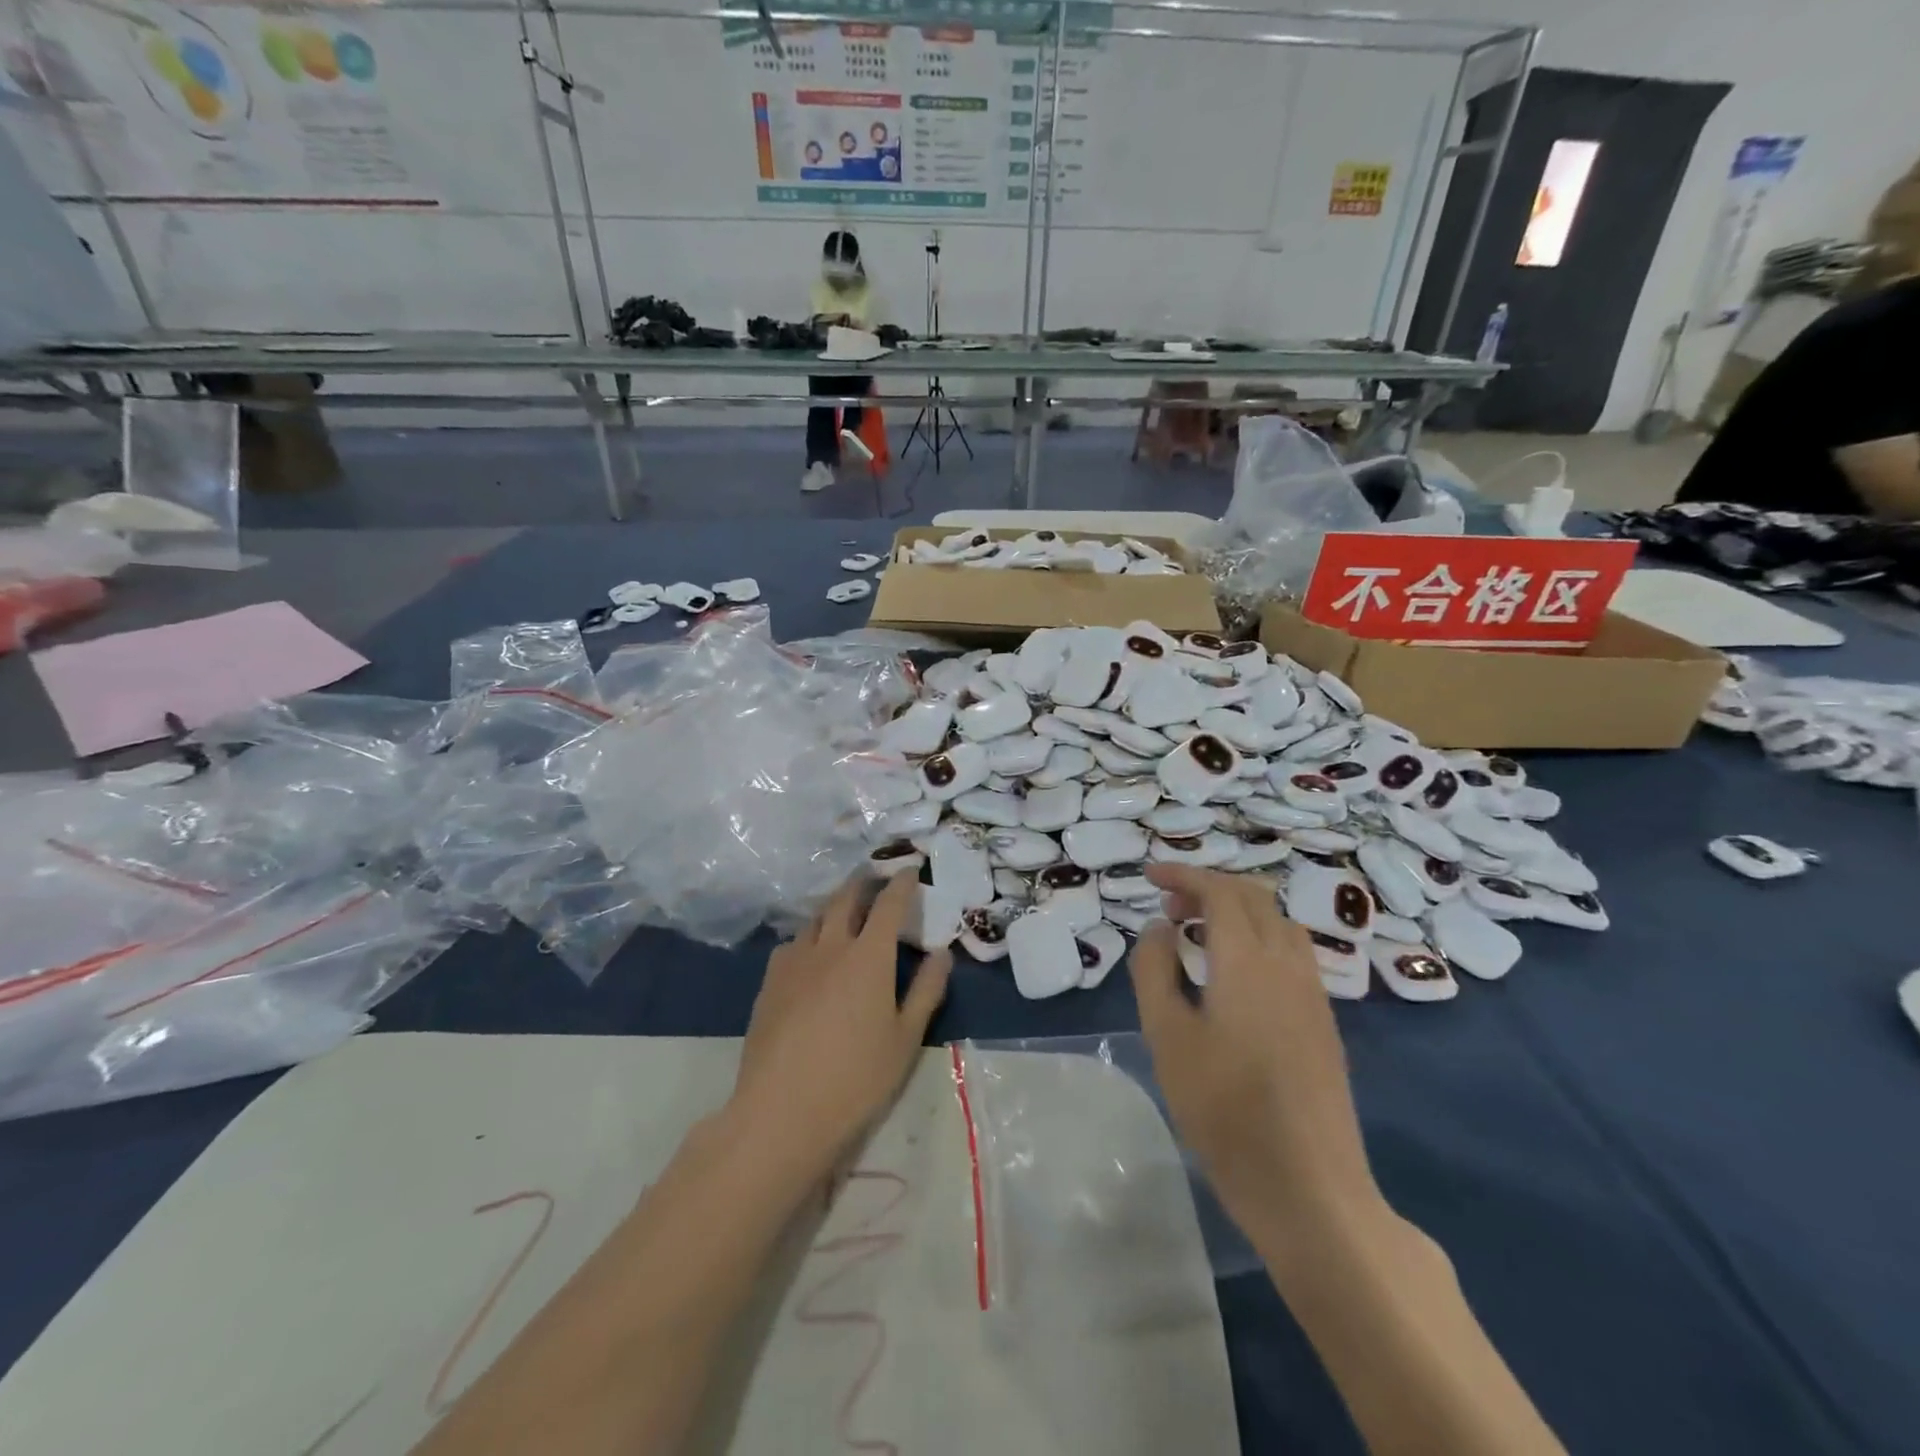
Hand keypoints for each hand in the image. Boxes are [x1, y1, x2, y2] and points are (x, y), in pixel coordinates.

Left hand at [728, 875, 950, 1182]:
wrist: (781, 1113)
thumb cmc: (856, 1079)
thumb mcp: (905, 1039)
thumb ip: (926, 990)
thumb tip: (941, 953)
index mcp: (869, 956)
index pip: (889, 904)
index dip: (901, 883)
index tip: (909, 868)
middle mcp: (830, 946)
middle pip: (846, 898)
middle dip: (863, 882)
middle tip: (874, 878)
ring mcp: (794, 962)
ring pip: (816, 918)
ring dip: (834, 906)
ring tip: (844, 911)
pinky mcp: (769, 982)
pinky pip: (792, 943)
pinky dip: (809, 936)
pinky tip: (810, 953)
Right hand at [1130, 865, 1381, 1246]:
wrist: (1309, 1188)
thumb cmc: (1225, 1109)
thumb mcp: (1167, 1036)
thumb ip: (1155, 970)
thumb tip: (1158, 928)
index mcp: (1248, 960)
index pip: (1219, 892)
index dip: (1183, 875)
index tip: (1148, 875)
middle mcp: (1288, 964)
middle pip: (1254, 899)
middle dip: (1208, 889)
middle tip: (1167, 906)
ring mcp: (1314, 994)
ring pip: (1278, 924)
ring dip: (1237, 913)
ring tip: (1197, 937)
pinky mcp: (1324, 1023)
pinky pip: (1291, 954)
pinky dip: (1257, 940)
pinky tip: (1233, 978)